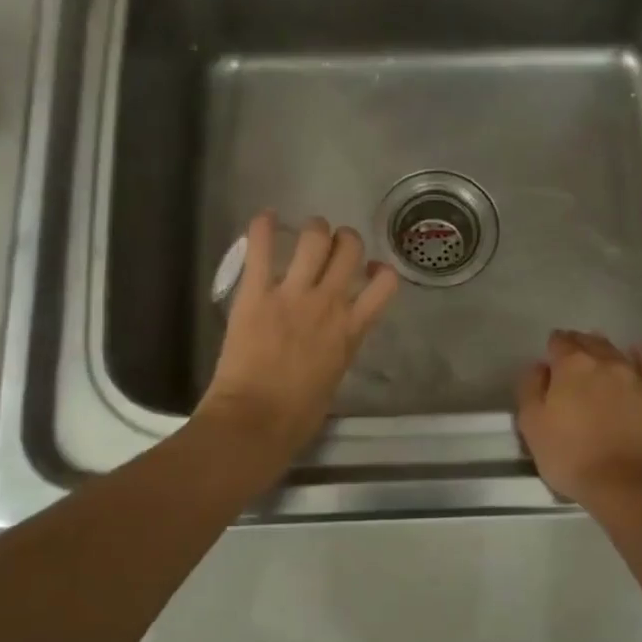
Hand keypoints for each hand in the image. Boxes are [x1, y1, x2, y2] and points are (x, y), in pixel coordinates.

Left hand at [198, 213, 399, 460]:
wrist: (256, 422)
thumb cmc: (298, 416)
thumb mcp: (334, 378)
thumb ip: (338, 347)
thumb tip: (332, 338)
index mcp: (351, 329)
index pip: (385, 283)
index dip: (381, 270)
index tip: (371, 271)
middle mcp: (329, 303)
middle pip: (350, 248)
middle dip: (345, 241)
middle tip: (333, 247)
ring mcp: (292, 294)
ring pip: (315, 237)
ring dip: (314, 230)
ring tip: (306, 235)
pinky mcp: (256, 294)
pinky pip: (263, 249)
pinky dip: (264, 227)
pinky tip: (266, 218)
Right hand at [515, 330, 641, 506]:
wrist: (629, 486)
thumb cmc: (571, 457)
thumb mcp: (532, 425)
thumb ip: (531, 388)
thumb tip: (540, 366)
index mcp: (572, 366)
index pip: (559, 342)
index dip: (553, 347)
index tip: (551, 357)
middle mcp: (606, 361)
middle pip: (589, 342)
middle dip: (579, 346)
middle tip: (572, 359)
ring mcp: (637, 376)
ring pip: (617, 352)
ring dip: (604, 352)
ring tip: (598, 360)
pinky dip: (638, 358)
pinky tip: (635, 357)